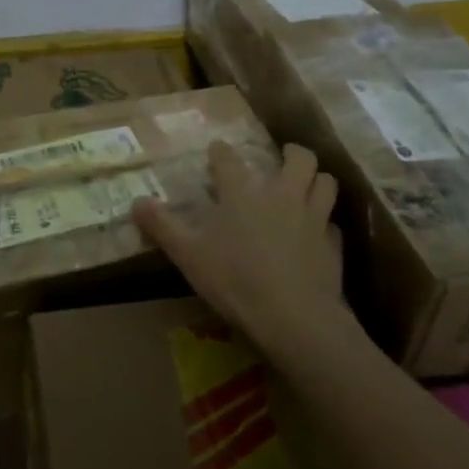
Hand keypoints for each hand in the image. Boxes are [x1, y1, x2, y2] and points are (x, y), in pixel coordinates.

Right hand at [133, 141, 344, 356]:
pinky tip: (317, 233)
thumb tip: (136, 202)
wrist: (294, 318)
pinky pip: (333, 223)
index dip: (221, 152)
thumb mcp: (188, 255)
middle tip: (281, 159)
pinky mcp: (332, 245)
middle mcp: (282, 194)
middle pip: (299, 158)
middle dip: (291, 153)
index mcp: (243, 192)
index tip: (217, 151)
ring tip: (306, 185)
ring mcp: (313, 217)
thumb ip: (162, 226)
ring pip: (326, 183)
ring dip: (317, 179)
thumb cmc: (235, 280)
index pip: (229, 158)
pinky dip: (325, 222)